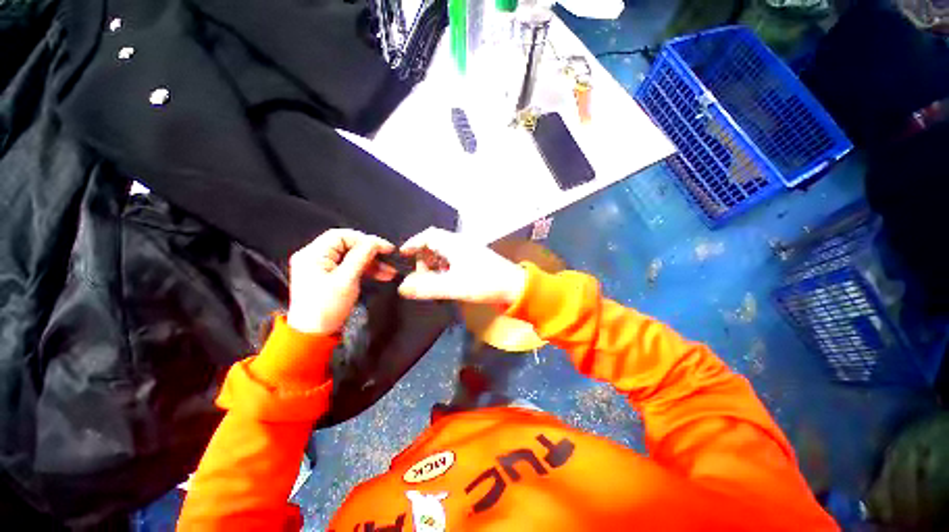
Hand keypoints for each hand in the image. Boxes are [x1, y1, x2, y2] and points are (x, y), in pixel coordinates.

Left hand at [286, 229, 395, 334]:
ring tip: (389, 271)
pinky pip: (349, 267)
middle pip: (347, 246)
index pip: (342, 236)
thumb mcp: (346, 280)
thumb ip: (361, 257)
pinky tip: (379, 275)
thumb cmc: (326, 308)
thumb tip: (375, 242)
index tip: (385, 248)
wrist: (313, 334)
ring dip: (371, 262)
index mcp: (313, 254)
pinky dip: (364, 270)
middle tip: (388, 259)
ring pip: (351, 257)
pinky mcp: (327, 276)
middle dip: (370, 252)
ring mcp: (320, 267)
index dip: (365, 239)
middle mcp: (314, 257)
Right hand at [398, 228, 526, 305]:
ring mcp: (470, 251)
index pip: (428, 235)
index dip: (413, 243)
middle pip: (435, 243)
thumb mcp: (453, 286)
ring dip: (435, 263)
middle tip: (420, 275)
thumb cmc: (484, 283)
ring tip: (432, 280)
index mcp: (454, 244)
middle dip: (424, 257)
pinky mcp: (477, 259)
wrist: (515, 287)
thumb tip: (402, 287)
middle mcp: (461, 243)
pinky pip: (454, 259)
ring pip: (445, 251)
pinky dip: (446, 267)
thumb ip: (427, 287)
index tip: (403, 255)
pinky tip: (448, 281)